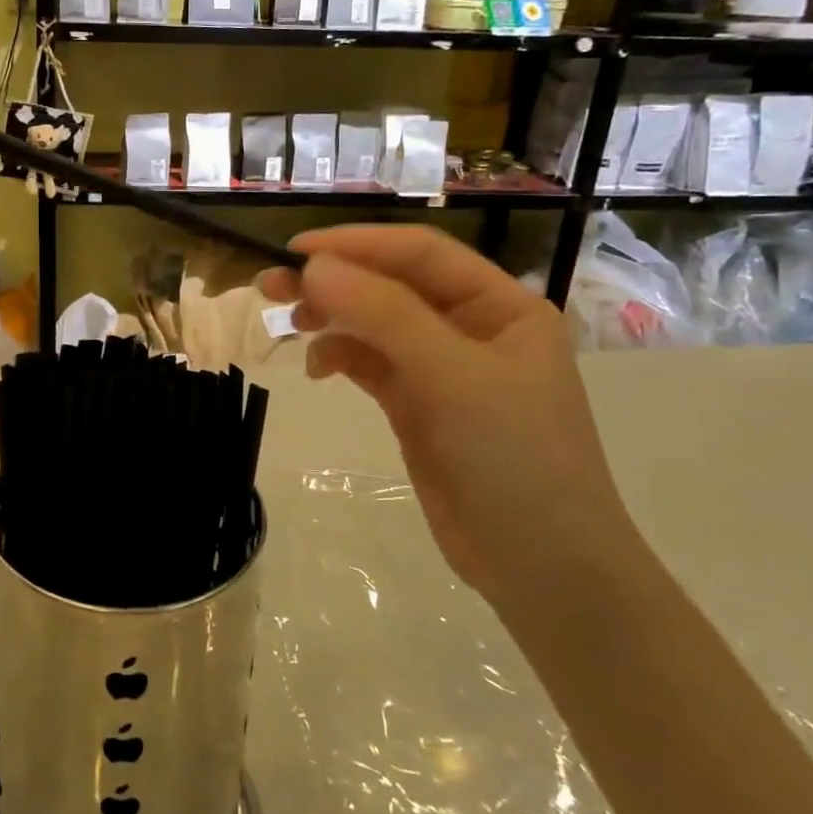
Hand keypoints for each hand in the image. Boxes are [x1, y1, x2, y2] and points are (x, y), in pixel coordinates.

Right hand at [260, 226, 643, 604]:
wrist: (542, 569)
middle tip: (270, 285)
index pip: (420, 254)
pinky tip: (318, 368)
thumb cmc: (514, 459)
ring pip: (375, 323)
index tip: (295, 250)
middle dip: (334, 281)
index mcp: (500, 305)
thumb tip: (313, 266)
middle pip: (391, 285)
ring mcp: (442, 367)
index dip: (357, 244)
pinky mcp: (417, 404)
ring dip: (331, 317)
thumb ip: (384, 315)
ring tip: (286, 320)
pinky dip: (340, 356)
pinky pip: (371, 363)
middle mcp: (472, 326)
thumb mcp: (452, 377)